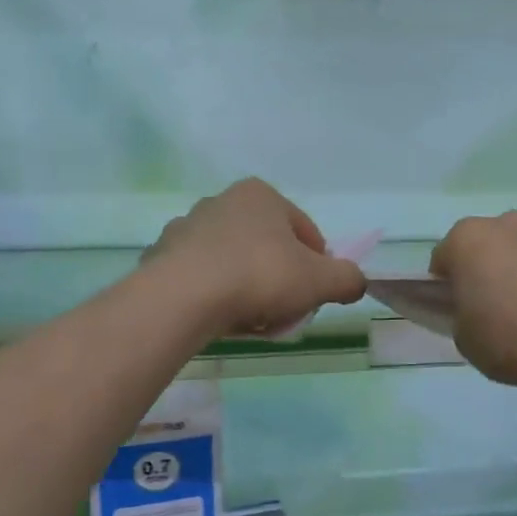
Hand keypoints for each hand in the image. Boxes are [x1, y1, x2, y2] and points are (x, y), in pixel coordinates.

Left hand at [144, 179, 365, 337]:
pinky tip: (219, 319)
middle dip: (280, 279)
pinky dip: (213, 296)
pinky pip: (200, 279)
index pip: (304, 232)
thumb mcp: (321, 280)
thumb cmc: (260, 276)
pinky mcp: (161, 257)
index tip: (313, 295)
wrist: (183, 298)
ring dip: (247, 289)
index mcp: (260, 195)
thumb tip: (355, 282)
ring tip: (251, 320)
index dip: (317, 266)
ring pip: (233, 263)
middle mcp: (221, 202)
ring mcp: (186, 228)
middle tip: (284, 311)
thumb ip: (347, 279)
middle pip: (267, 247)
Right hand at [430, 211, 516, 394]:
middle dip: (494, 265)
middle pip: (492, 242)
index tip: (460, 307)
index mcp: (467, 240)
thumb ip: (462, 313)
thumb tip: (475, 306)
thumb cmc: (513, 340)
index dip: (449, 283)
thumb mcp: (466, 339)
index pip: (446, 257)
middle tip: (504, 305)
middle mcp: (508, 222)